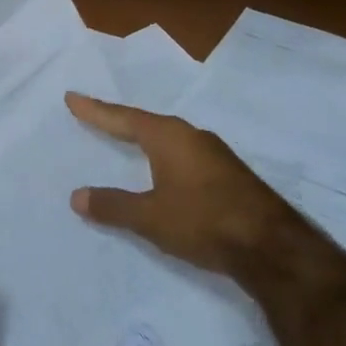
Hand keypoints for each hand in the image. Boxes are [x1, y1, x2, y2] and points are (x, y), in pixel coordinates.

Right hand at [64, 92, 311, 277]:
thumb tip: (77, 196)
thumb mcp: (150, 217)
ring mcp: (214, 155)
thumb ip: (113, 206)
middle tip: (96, 116)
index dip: (96, 111)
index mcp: (169, 137)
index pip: (123, 118)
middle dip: (120, 121)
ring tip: (126, 138)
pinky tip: (164, 169)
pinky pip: (184, 155)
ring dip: (145, 138)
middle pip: (147, 123)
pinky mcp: (228, 175)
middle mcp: (191, 137)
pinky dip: (163, 156)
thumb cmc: (204, 221)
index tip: (72, 98)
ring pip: (169, 139)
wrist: (273, 247)